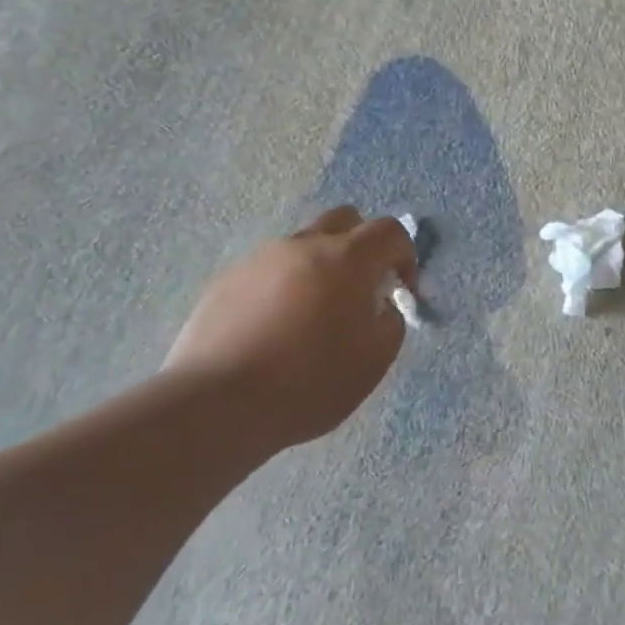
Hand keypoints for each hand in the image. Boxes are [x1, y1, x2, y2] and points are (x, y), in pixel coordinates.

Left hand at [165, 206, 417, 451]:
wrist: (219, 403)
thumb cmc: (310, 382)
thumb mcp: (374, 360)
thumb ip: (391, 322)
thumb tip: (382, 306)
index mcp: (348, 257)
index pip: (390, 231)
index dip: (405, 256)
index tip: (401, 291)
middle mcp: (305, 244)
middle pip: (344, 220)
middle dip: (362, 245)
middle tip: (361, 288)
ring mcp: (261, 258)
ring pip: (303, 244)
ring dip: (320, 265)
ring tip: (312, 314)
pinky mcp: (227, 279)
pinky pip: (269, 269)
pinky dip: (283, 285)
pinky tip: (274, 328)